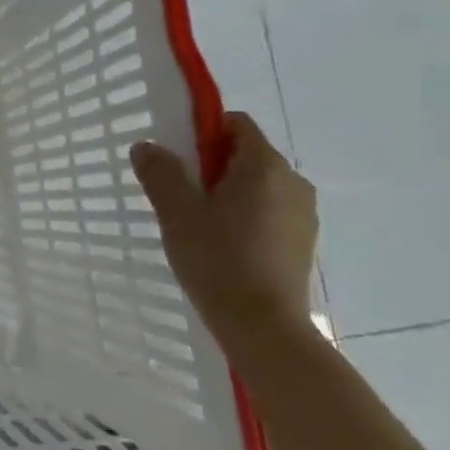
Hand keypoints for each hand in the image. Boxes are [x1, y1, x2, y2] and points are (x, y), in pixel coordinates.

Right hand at [129, 112, 316, 332]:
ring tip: (198, 224)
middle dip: (211, 165)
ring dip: (227, 193)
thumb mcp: (177, 212)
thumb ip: (160, 173)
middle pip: (247, 154)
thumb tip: (147, 146)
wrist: (264, 326)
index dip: (203, 132)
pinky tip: (222, 245)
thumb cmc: (218, 260)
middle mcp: (293, 182)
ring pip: (257, 185)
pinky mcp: (302, 241)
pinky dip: (244, 216)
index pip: (236, 124)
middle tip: (179, 195)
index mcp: (264, 166)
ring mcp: (303, 213)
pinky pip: (268, 211)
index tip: (177, 158)